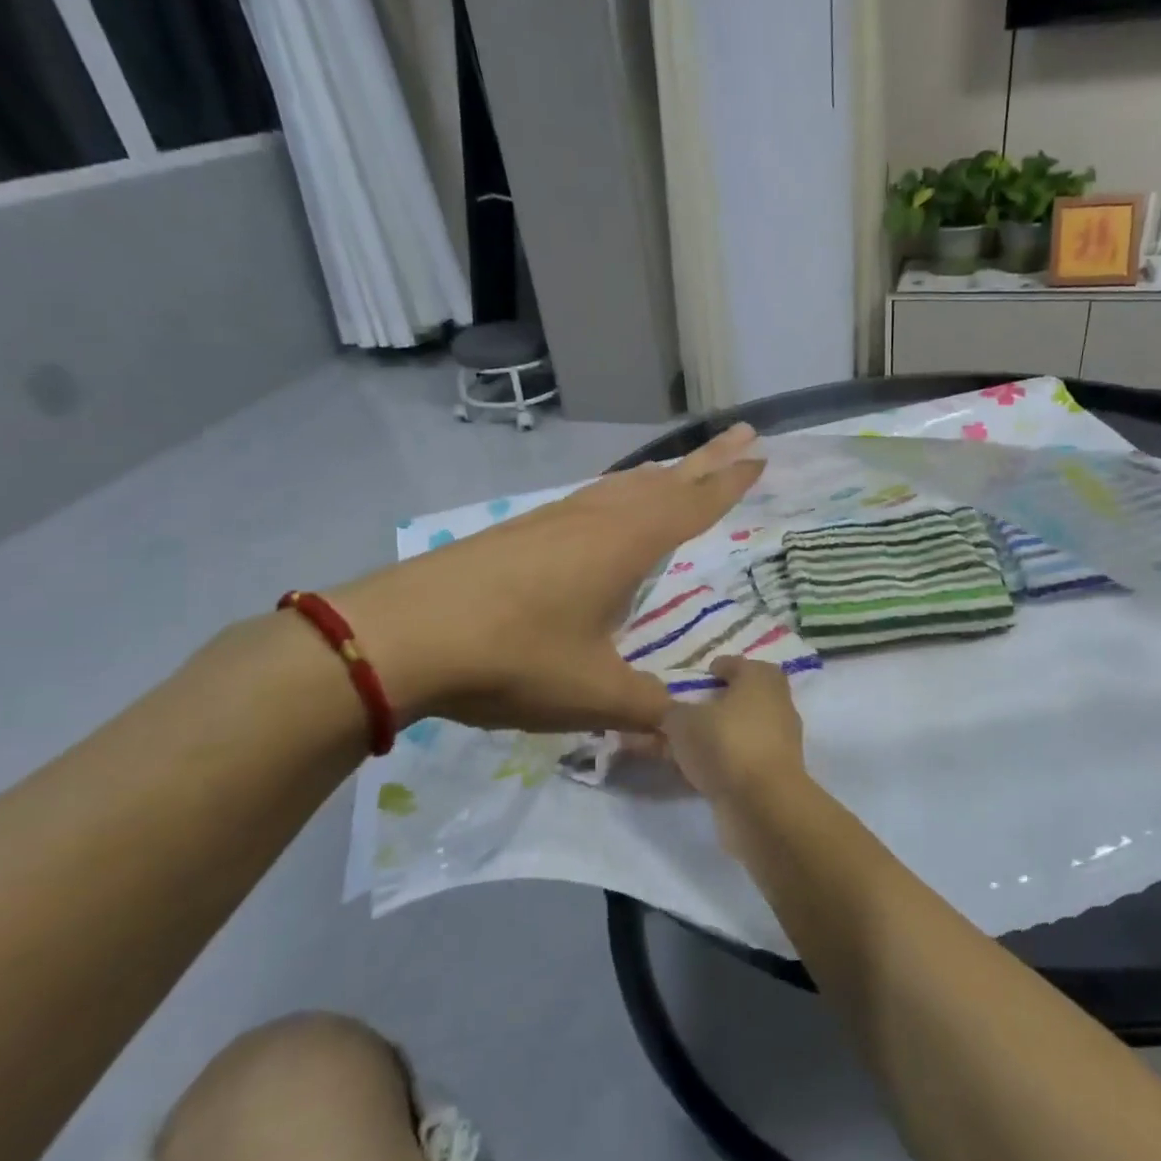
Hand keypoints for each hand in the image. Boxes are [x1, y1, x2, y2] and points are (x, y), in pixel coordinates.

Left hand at [330, 425, 762, 732]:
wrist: (401, 636)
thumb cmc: (513, 658)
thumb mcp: (592, 695)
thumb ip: (647, 708)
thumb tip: (684, 725)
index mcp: (624, 545)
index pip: (692, 504)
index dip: (729, 481)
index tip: (758, 452)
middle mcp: (593, 520)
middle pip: (662, 482)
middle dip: (706, 461)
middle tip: (741, 435)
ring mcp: (550, 521)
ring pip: (620, 487)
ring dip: (658, 477)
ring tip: (680, 472)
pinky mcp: (517, 534)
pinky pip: (586, 502)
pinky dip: (616, 496)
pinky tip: (606, 514)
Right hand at [660, 657, 807, 811]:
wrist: (762, 803)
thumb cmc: (725, 744)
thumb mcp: (683, 722)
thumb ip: (672, 712)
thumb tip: (670, 712)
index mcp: (760, 679)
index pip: (741, 664)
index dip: (721, 667)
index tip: (706, 674)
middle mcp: (777, 705)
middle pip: (749, 695)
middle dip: (726, 699)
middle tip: (698, 706)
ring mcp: (781, 741)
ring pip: (747, 728)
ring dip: (724, 732)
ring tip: (691, 742)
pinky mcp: (777, 773)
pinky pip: (746, 757)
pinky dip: (727, 759)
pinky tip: (701, 769)